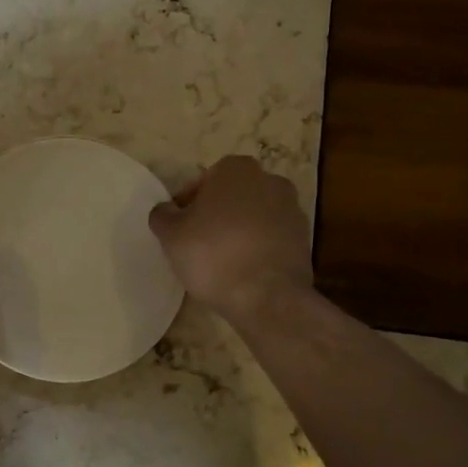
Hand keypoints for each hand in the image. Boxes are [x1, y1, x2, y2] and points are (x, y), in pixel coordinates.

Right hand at [149, 156, 312, 322]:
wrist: (268, 297)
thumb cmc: (213, 254)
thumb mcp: (171, 234)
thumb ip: (163, 215)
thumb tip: (166, 210)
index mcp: (236, 169)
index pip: (203, 181)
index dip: (187, 204)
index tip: (179, 228)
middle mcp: (269, 180)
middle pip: (231, 197)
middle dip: (216, 215)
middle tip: (197, 243)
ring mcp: (292, 210)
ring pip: (253, 217)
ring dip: (238, 232)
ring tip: (221, 261)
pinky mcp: (304, 240)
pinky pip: (270, 239)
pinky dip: (257, 249)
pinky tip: (243, 272)